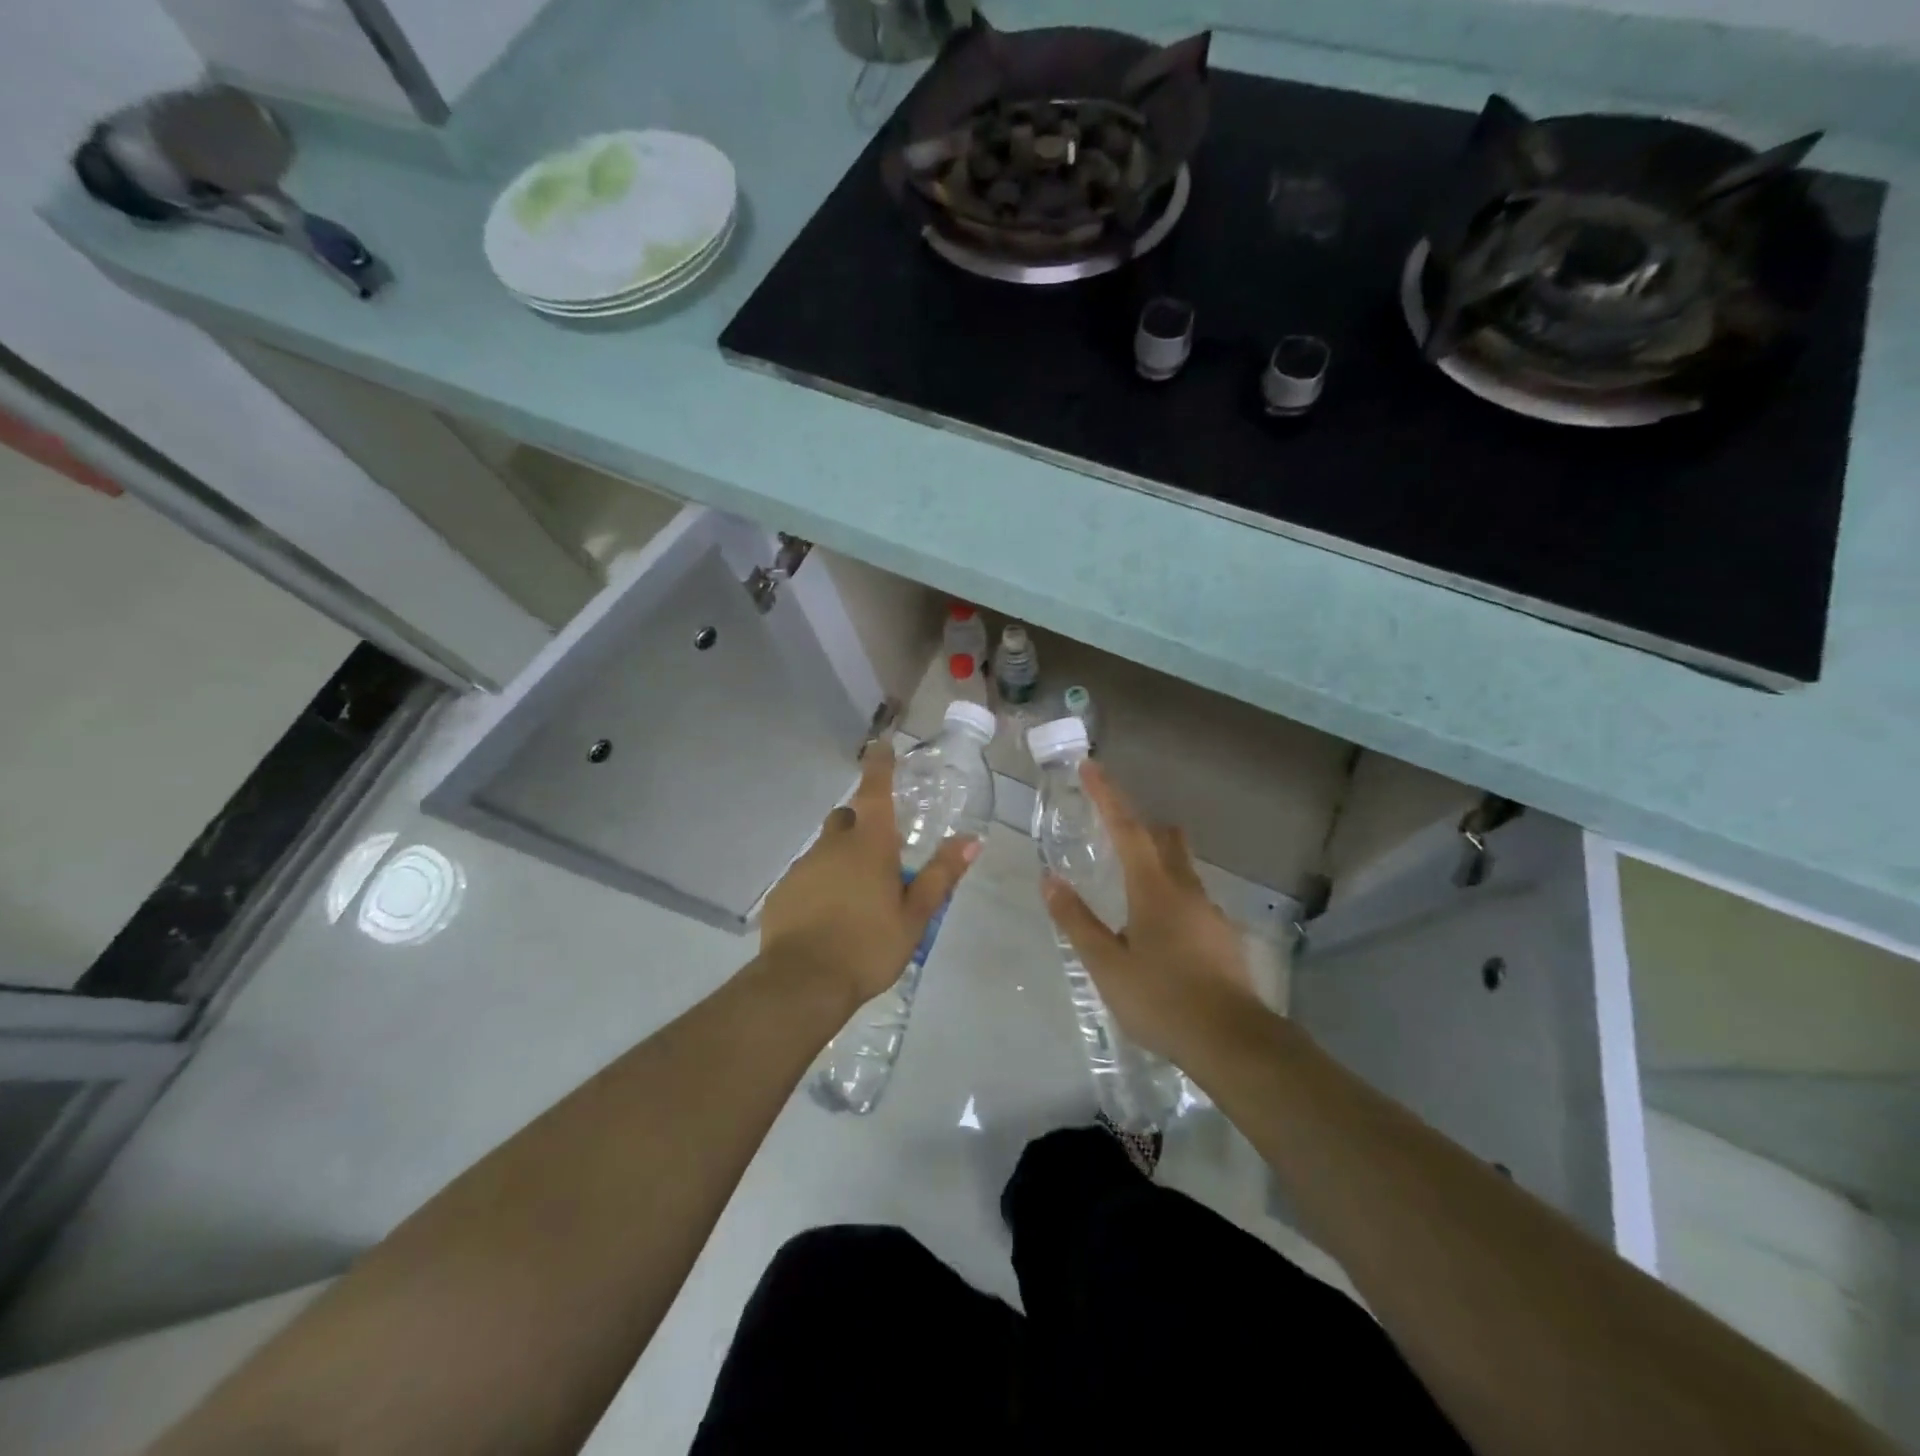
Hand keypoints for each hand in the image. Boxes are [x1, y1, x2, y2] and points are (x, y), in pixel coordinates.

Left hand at [760, 741, 979, 1005]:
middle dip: (863, 824)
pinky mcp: (783, 892)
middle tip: (881, 853)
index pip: (875, 790)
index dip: (880, 765)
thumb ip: (940, 875)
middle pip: (848, 817)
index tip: (881, 745)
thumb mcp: (915, 916)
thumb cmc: (868, 946)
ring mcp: (803, 867)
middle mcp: (833, 846)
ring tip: (857, 896)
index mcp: (870, 844)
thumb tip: (971, 839)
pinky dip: (821, 883)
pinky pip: (807, 875)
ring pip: (826, 848)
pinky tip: (829, 916)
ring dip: (842, 857)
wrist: (803, 983)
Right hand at [1041, 761, 1258, 1063]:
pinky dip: (1171, 900)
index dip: (1107, 796)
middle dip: (1141, 826)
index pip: (1127, 829)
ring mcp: (1211, 914)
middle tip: (1114, 830)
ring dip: (1157, 865)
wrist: (1235, 1044)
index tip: (1092, 766)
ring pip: (1182, 872)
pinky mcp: (1223, 939)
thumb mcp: (1107, 965)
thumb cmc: (1163, 1000)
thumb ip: (1077, 921)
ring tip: (1129, 894)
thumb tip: (1050, 880)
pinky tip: (1159, 936)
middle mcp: (1187, 891)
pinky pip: (1192, 902)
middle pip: (1166, 840)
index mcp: (1155, 889)